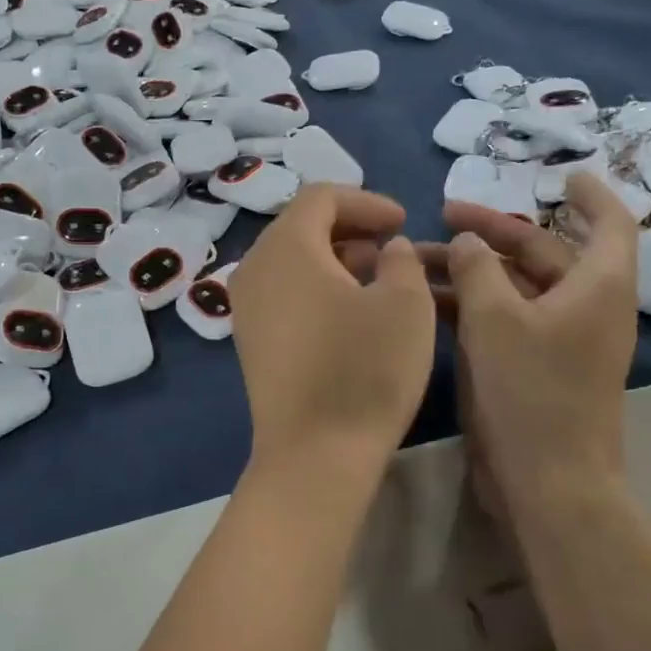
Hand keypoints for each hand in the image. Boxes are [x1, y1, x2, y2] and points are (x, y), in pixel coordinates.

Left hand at [230, 186, 434, 478]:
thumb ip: (401, 259)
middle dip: (350, 227)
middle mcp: (254, 267)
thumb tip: (388, 249)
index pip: (321, 196)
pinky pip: (282, 291)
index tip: (402, 221)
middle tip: (391, 245)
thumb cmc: (365, 369)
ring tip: (376, 277)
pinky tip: (349, 311)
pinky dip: (315, 285)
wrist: (315, 454)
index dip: (366, 201)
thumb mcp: (406, 303)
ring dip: (334, 257)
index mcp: (287, 246)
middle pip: (301, 225)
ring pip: (291, 259)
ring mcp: (245, 306)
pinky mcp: (249, 339)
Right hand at [421, 173, 637, 512]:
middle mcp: (585, 307)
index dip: (590, 194)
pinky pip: (504, 319)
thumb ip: (476, 268)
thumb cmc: (530, 391)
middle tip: (444, 217)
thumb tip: (469, 242)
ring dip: (472, 270)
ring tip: (417, 260)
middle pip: (544, 252)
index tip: (560, 176)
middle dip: (494, 231)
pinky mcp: (534, 367)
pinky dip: (471, 304)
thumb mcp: (494, 318)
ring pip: (515, 287)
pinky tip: (427, 300)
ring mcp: (559, 339)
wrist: (546, 482)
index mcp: (598, 286)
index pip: (609, 222)